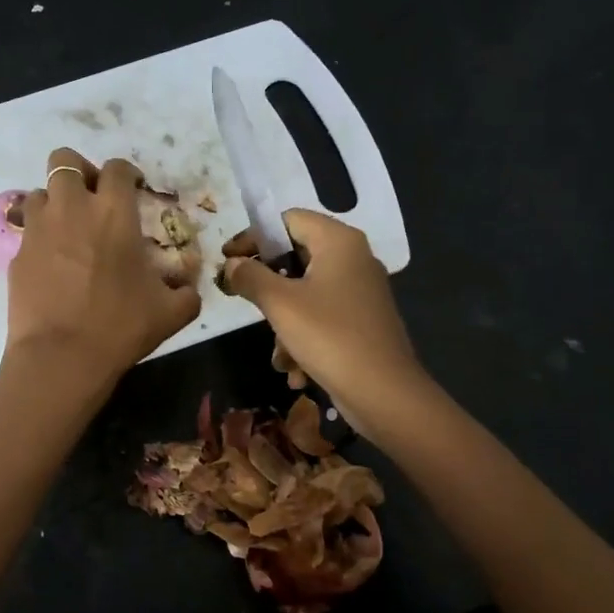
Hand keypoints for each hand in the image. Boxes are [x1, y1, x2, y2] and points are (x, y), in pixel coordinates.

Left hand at [3, 148, 200, 387]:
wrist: (61, 357)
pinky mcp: (17, 254)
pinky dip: (40, 237)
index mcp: (114, 213)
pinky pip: (27, 230)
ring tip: (67, 229)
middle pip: (65, 160)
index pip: (117, 168)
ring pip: (40, 191)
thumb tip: (189, 289)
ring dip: (55, 202)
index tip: (132, 190)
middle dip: (79, 171)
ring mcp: (39, 229)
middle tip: (91, 198)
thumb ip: (186, 293)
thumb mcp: (170, 313)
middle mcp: (72, 208)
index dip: (126, 173)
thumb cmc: (120, 327)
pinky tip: (51, 263)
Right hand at [222, 209, 427, 436]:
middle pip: (296, 257)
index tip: (228, 262)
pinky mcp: (362, 322)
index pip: (287, 219)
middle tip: (244, 302)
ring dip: (284, 324)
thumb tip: (232, 265)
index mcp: (338, 242)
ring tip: (278, 355)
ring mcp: (361, 292)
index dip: (254, 237)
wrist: (384, 393)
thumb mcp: (280, 304)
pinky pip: (322, 319)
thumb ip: (250, 277)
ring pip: (305, 294)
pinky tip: (296, 371)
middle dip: (268, 288)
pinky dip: (304, 340)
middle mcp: (353, 258)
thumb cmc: (329, 337)